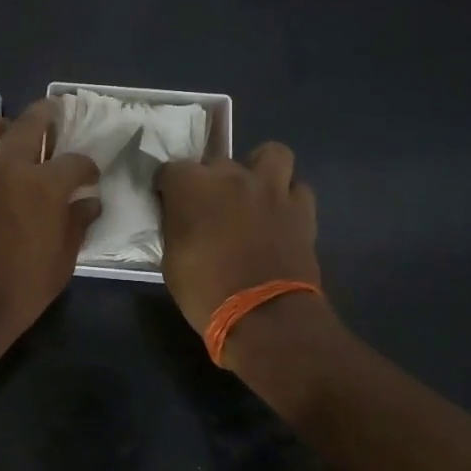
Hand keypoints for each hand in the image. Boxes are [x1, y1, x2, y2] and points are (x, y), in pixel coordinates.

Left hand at [0, 101, 101, 365]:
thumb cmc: (18, 290)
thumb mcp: (61, 262)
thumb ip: (76, 224)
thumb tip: (88, 202)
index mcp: (43, 185)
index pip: (75, 162)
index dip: (87, 167)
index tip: (89, 175)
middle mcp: (7, 166)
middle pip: (29, 123)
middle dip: (46, 115)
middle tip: (53, 113)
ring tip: (5, 131)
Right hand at [156, 142, 320, 332]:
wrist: (265, 316)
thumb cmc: (205, 291)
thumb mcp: (171, 260)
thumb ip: (176, 227)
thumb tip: (181, 219)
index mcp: (191, 185)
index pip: (170, 170)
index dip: (168, 188)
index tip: (169, 204)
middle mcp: (230, 175)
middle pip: (216, 161)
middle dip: (210, 180)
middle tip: (210, 207)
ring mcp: (270, 188)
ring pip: (271, 154)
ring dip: (260, 168)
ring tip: (254, 191)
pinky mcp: (301, 208)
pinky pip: (297, 189)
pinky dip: (289, 198)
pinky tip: (280, 215)